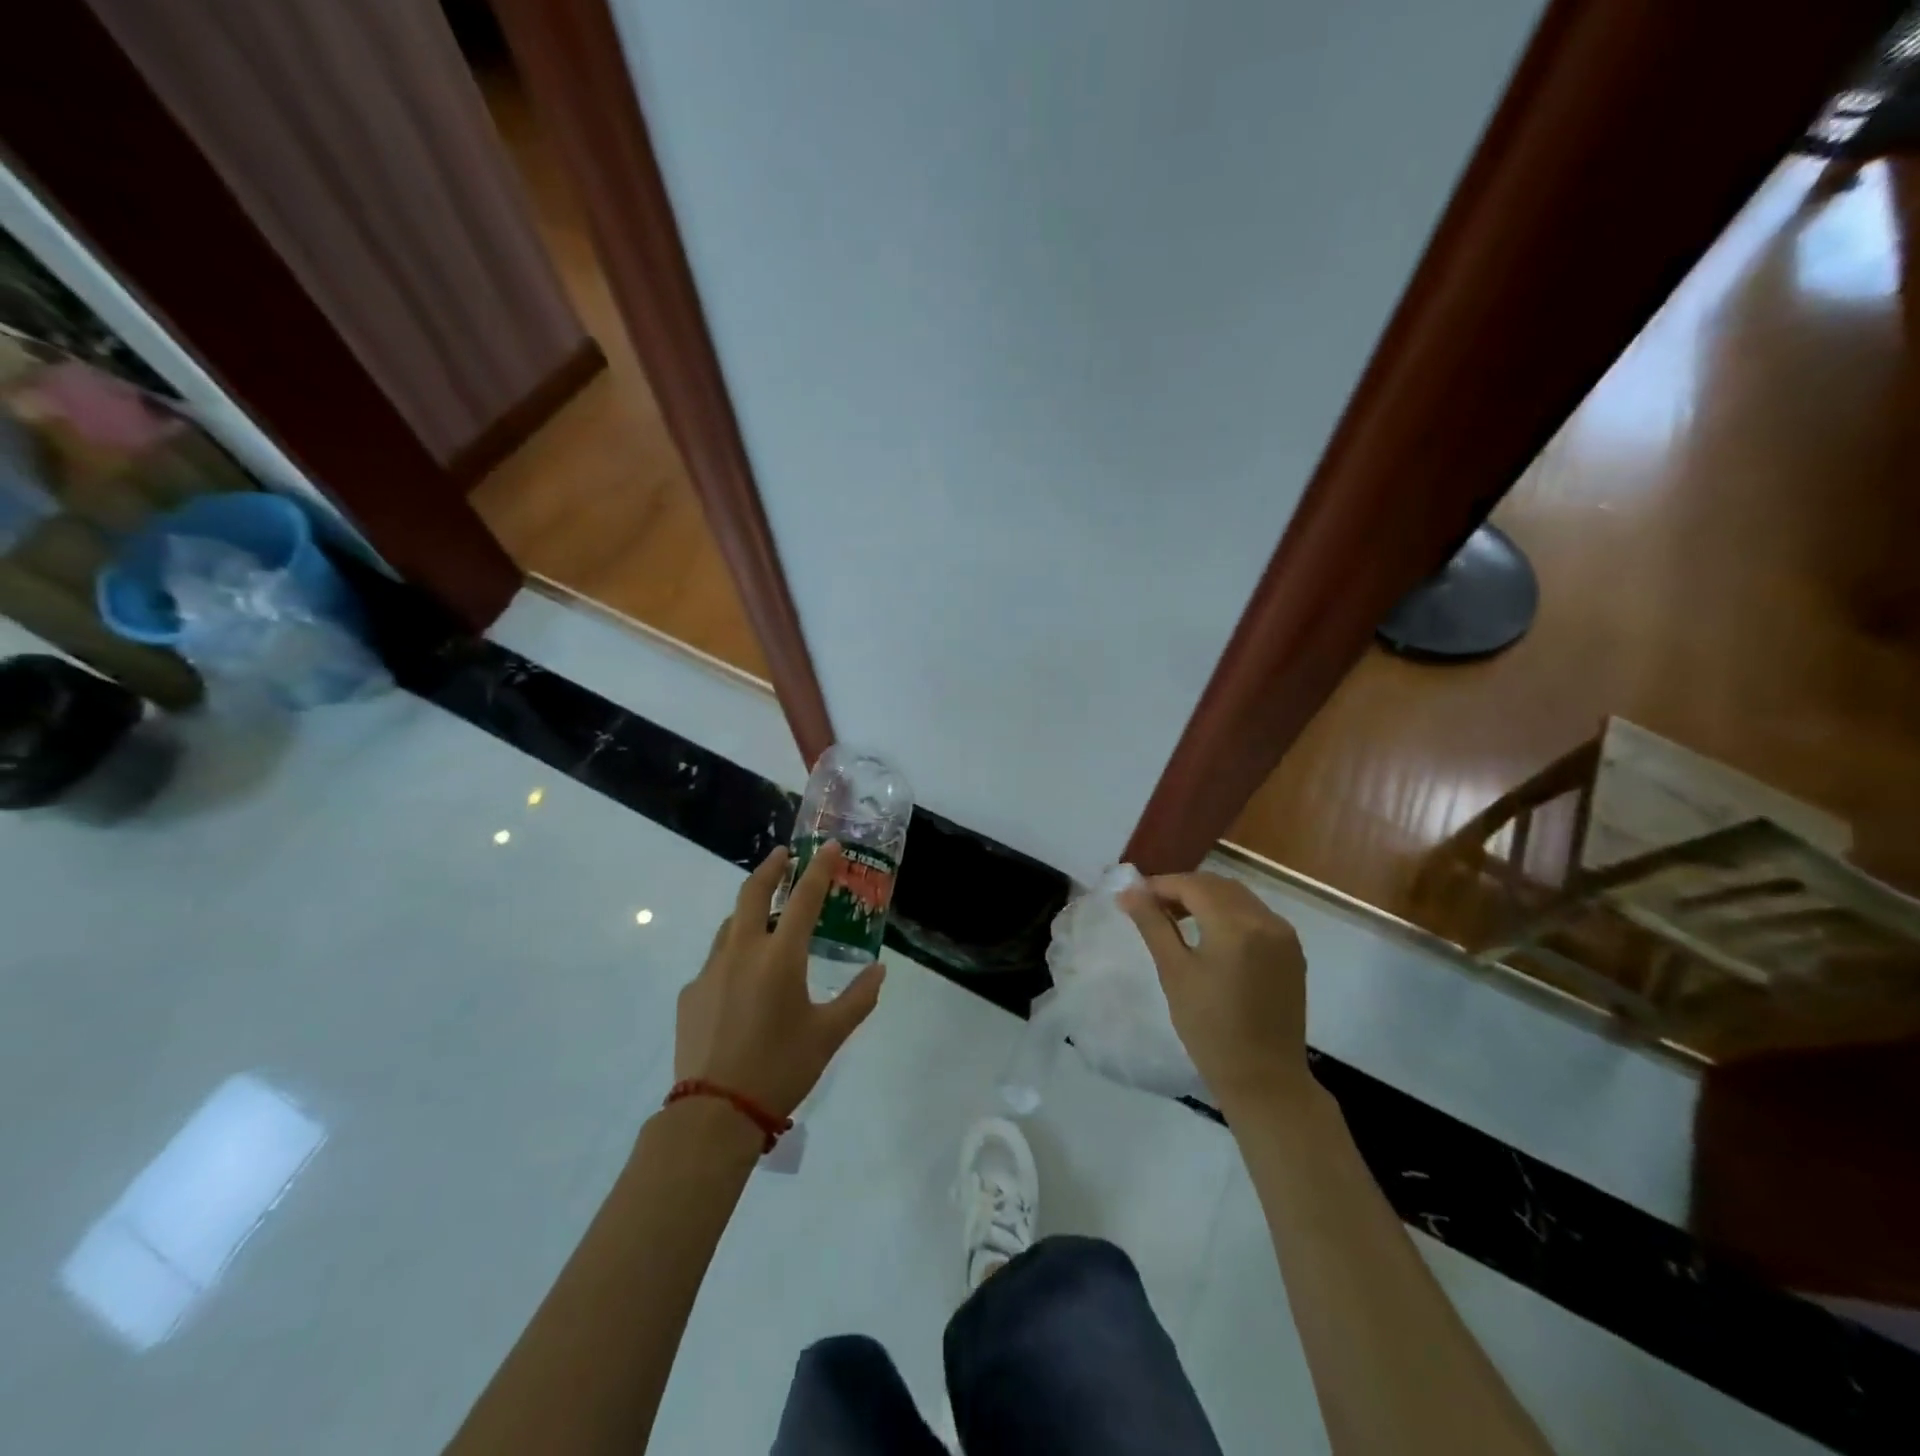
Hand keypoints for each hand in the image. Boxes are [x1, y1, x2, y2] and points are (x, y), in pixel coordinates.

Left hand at [674, 843, 885, 1117]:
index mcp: (780, 957)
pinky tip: (743, 983)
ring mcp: (710, 970)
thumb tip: (878, 971)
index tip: (830, 846)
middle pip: (753, 892)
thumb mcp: (829, 1035)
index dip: (820, 868)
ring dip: (751, 910)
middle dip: (772, 867)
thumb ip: (858, 998)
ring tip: (768, 918)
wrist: (714, 1113)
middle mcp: (742, 952)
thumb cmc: (780, 1068)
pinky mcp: (690, 993)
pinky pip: (716, 961)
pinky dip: (734, 955)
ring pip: (731, 925)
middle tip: (785, 856)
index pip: (804, 897)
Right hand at [1120, 871, 1311, 1114]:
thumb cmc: (1210, 1028)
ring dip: (1206, 898)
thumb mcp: (1174, 972)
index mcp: (1236, 925)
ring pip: (1238, 897)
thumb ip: (1153, 924)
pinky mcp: (1292, 951)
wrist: (1264, 1078)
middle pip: (1217, 885)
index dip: (1160, 885)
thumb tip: (1129, 891)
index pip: (1192, 885)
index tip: (1133, 897)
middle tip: (1151, 906)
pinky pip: (1255, 915)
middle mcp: (1266, 920)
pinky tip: (1210, 933)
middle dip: (1182, 888)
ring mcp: (1284, 934)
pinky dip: (1229, 912)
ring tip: (1176, 918)